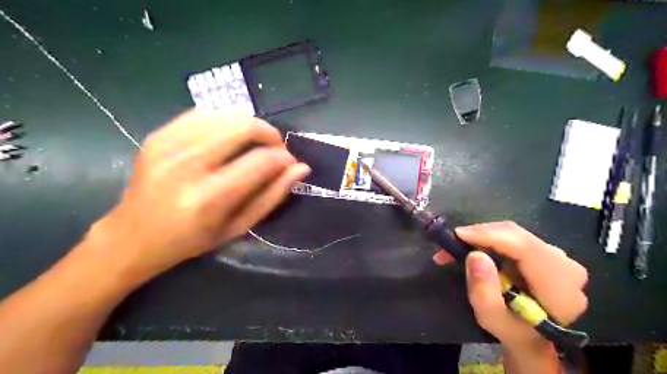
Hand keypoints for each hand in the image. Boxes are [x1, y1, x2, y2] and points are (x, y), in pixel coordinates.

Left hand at [87, 110, 310, 281]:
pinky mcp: (158, 136)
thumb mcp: (239, 226)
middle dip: (269, 133)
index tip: (289, 163)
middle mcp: (187, 166)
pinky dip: (225, 120)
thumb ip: (272, 195)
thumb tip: (300, 168)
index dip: (283, 158)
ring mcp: (168, 146)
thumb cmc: (192, 240)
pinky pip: (203, 113)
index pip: (260, 161)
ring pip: (225, 115)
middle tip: (275, 148)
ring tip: (255, 143)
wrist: (133, 236)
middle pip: (243, 127)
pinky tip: (229, 137)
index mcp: (209, 198)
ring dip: (250, 125)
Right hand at [435, 220, 583, 349]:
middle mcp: (565, 265)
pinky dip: (489, 240)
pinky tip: (474, 248)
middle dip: (480, 235)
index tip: (457, 235)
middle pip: (517, 235)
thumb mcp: (492, 319)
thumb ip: (484, 291)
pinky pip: (513, 237)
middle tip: (450, 243)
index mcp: (559, 286)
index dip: (489, 235)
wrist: (534, 338)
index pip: (524, 247)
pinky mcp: (545, 253)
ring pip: (513, 233)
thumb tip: (475, 255)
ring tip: (456, 249)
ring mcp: (557, 257)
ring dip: (482, 237)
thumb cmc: (514, 332)